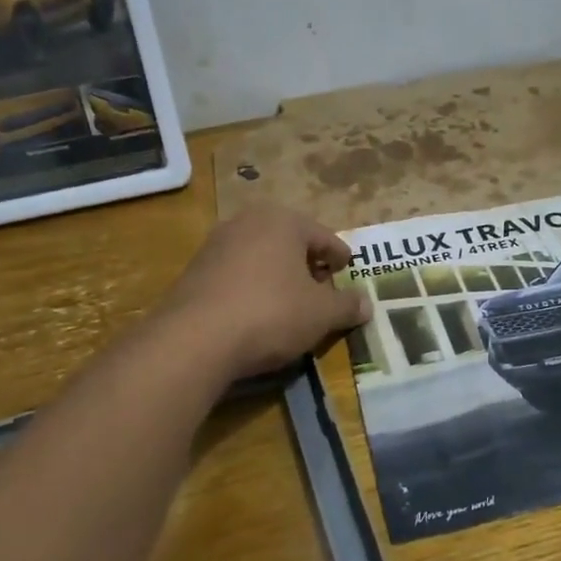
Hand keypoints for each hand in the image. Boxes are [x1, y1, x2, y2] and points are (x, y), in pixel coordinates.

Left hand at [163, 205, 372, 379]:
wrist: (194, 339)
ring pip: (261, 256)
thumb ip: (347, 306)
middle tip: (322, 287)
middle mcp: (247, 222)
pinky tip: (257, 312)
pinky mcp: (194, 270)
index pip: (323, 236)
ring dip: (278, 275)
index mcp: (283, 221)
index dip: (340, 257)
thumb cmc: (271, 313)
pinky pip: (236, 274)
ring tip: (291, 302)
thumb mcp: (321, 314)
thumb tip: (367, 305)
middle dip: (307, 263)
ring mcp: (216, 244)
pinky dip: (252, 287)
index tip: (348, 270)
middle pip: (289, 242)